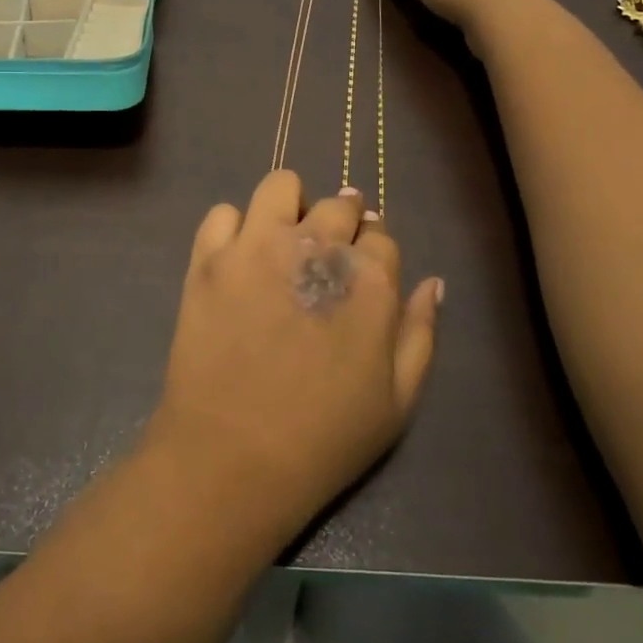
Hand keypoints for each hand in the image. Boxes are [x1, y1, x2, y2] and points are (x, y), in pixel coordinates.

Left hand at [147, 171, 442, 540]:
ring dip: (289, 206)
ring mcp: (258, 245)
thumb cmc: (325, 438)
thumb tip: (432, 282)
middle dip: (340, 223)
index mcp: (370, 279)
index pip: (381, 236)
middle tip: (324, 256)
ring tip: (282, 239)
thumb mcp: (398, 401)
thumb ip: (420, 332)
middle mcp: (316, 245)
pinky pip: (223, 212)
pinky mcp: (210, 257)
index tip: (361, 271)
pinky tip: (239, 255)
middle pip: (339, 205)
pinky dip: (234, 226)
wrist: (233, 456)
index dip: (372, 253)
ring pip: (281, 186)